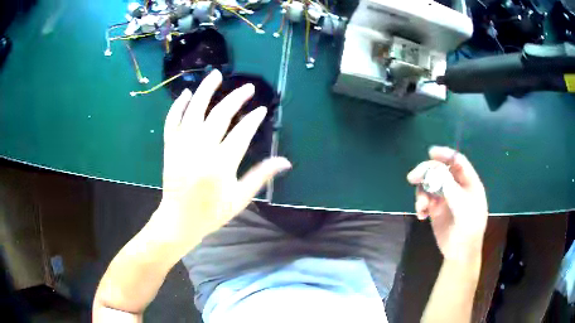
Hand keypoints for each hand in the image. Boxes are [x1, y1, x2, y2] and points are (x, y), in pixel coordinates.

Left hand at [148, 70, 290, 255]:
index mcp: (221, 165)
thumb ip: (261, 176)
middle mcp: (200, 150)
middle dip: (236, 98)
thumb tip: (285, 161)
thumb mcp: (240, 198)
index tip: (262, 109)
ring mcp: (182, 146)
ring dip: (206, 91)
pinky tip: (187, 94)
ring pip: (194, 111)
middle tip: (248, 88)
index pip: (241, 133)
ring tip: (216, 74)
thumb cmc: (211, 213)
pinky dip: (178, 106)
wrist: (179, 220)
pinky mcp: (169, 147)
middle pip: (219, 115)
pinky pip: (172, 121)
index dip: (253, 119)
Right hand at [407, 146, 487, 259]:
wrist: (460, 252)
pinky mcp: (435, 209)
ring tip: (421, 207)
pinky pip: (424, 200)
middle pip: (439, 171)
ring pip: (429, 185)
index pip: (457, 162)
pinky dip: (420, 205)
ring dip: (421, 193)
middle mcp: (456, 187)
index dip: (445, 155)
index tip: (430, 152)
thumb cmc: (469, 228)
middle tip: (412, 177)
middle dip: (426, 173)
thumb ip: (451, 187)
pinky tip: (421, 215)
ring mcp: (445, 198)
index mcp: (468, 182)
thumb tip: (436, 169)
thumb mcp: (463, 207)